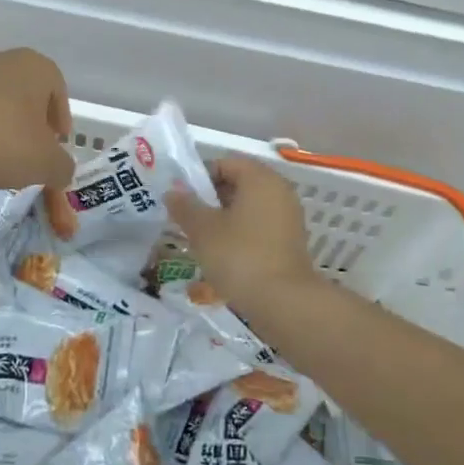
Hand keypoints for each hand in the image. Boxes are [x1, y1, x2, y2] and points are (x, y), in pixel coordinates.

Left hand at [0, 49, 74, 190]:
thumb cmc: (0, 141)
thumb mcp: (45, 164)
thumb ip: (62, 167)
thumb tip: (62, 170)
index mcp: (35, 67)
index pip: (58, 90)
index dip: (60, 119)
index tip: (56, 143)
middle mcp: (2, 59)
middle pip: (25, 92)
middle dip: (30, 121)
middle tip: (29, 150)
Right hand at [166, 155, 317, 307]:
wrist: (283, 302)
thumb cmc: (239, 256)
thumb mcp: (203, 230)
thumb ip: (185, 207)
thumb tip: (173, 193)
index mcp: (260, 178)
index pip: (226, 163)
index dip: (200, 177)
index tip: (182, 199)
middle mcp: (279, 191)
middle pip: (239, 184)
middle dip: (211, 199)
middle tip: (188, 219)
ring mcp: (288, 217)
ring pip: (249, 207)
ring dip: (224, 218)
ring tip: (202, 240)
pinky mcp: (290, 241)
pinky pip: (260, 227)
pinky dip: (241, 234)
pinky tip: (224, 255)